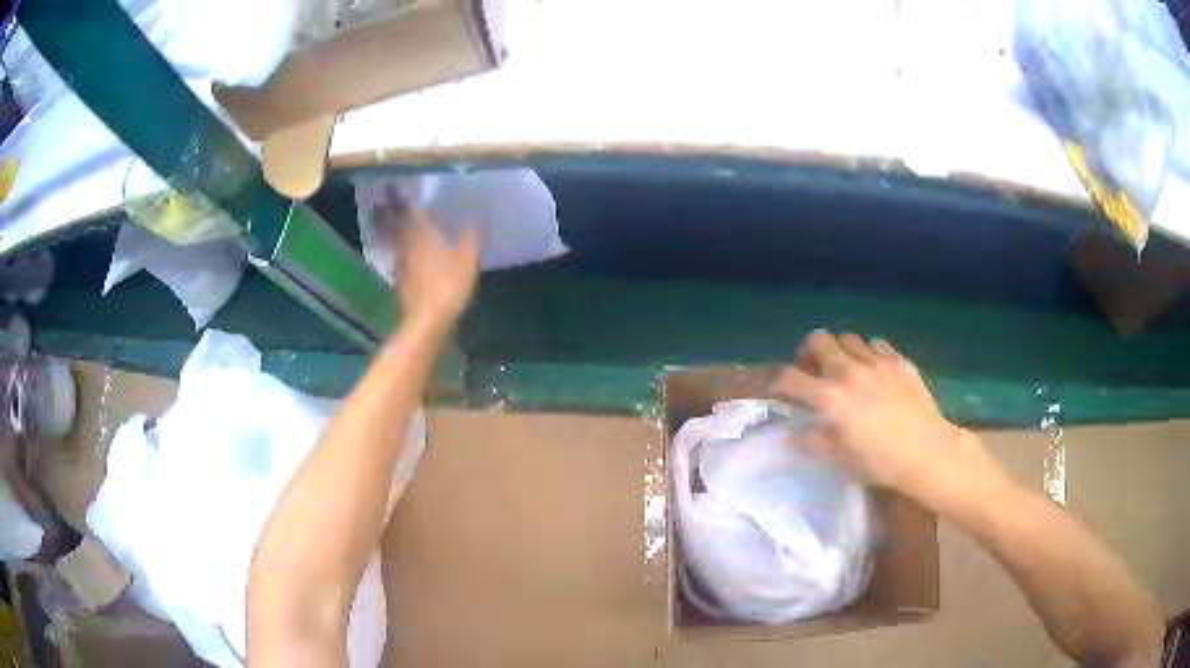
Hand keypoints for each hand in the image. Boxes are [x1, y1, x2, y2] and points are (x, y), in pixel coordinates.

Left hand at [375, 197, 479, 325]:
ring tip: (381, 219)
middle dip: (386, 211)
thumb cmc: (449, 285)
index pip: (408, 210)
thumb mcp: (468, 259)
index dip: (399, 198)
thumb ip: (469, 237)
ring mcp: (399, 262)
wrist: (427, 319)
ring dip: (385, 227)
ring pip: (390, 239)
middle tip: (380, 200)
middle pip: (392, 223)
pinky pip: (394, 255)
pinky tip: (397, 249)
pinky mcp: (398, 279)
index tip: (392, 186)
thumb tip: (473, 219)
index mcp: (423, 234)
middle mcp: (406, 244)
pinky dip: (392, 246)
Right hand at [774, 331, 1004, 507]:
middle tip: (814, 369)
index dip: (778, 380)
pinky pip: (876, 344)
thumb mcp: (839, 458)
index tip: (779, 387)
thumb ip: (813, 440)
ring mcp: (876, 361)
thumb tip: (792, 432)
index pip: (789, 377)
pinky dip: (868, 353)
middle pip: (818, 340)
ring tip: (847, 368)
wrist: (926, 452)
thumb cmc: (879, 462)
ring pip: (848, 338)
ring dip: (841, 350)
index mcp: (830, 397)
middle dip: (810, 351)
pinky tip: (875, 370)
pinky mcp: (898, 360)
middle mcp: (849, 371)